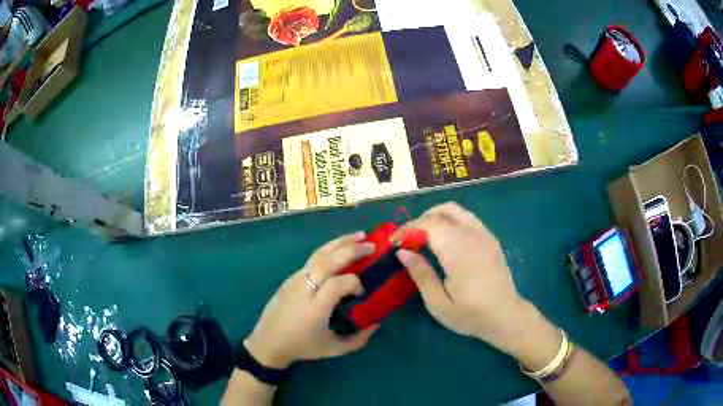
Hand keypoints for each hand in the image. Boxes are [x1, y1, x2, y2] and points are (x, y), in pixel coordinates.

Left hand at [244, 232, 378, 368]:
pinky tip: (338, 249)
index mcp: (315, 308)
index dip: (354, 283)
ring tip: (358, 235)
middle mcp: (304, 289)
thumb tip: (377, 324)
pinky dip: (328, 250)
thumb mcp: (333, 349)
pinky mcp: (289, 278)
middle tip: (371, 245)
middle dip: (351, 250)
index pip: (338, 283)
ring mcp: (294, 280)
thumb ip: (358, 340)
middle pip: (328, 261)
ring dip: (339, 243)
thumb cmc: (301, 347)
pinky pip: (311, 260)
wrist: (268, 343)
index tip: (362, 292)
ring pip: (318, 255)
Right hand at [393, 203, 529, 353]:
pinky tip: (444, 239)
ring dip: (435, 216)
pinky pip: (467, 217)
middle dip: (419, 221)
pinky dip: (449, 220)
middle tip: (407, 240)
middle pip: (441, 212)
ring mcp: (484, 234)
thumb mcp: (439, 304)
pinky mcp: (490, 238)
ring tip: (422, 236)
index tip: (394, 242)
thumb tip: (403, 252)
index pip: (429, 224)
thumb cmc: (471, 315)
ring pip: (455, 210)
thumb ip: (421, 275)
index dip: (408, 229)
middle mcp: (473, 236)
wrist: (506, 316)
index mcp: (459, 252)